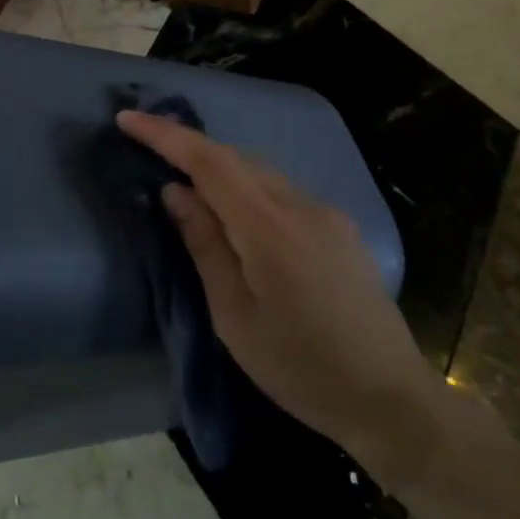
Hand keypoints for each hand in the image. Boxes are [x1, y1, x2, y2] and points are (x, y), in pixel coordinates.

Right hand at [116, 109, 444, 486]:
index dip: (166, 136)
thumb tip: (176, 192)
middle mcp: (303, 207)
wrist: (392, 399)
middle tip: (145, 144)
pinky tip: (231, 210)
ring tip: (181, 178)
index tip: (127, 119)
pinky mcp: (339, 229)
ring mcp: (327, 215)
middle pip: (236, 158)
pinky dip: (245, 187)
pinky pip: (280, 191)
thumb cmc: (301, 368)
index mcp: (272, 229)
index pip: (210, 162)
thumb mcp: (234, 317)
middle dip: (187, 145)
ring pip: (260, 172)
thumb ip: (205, 246)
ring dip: (217, 166)